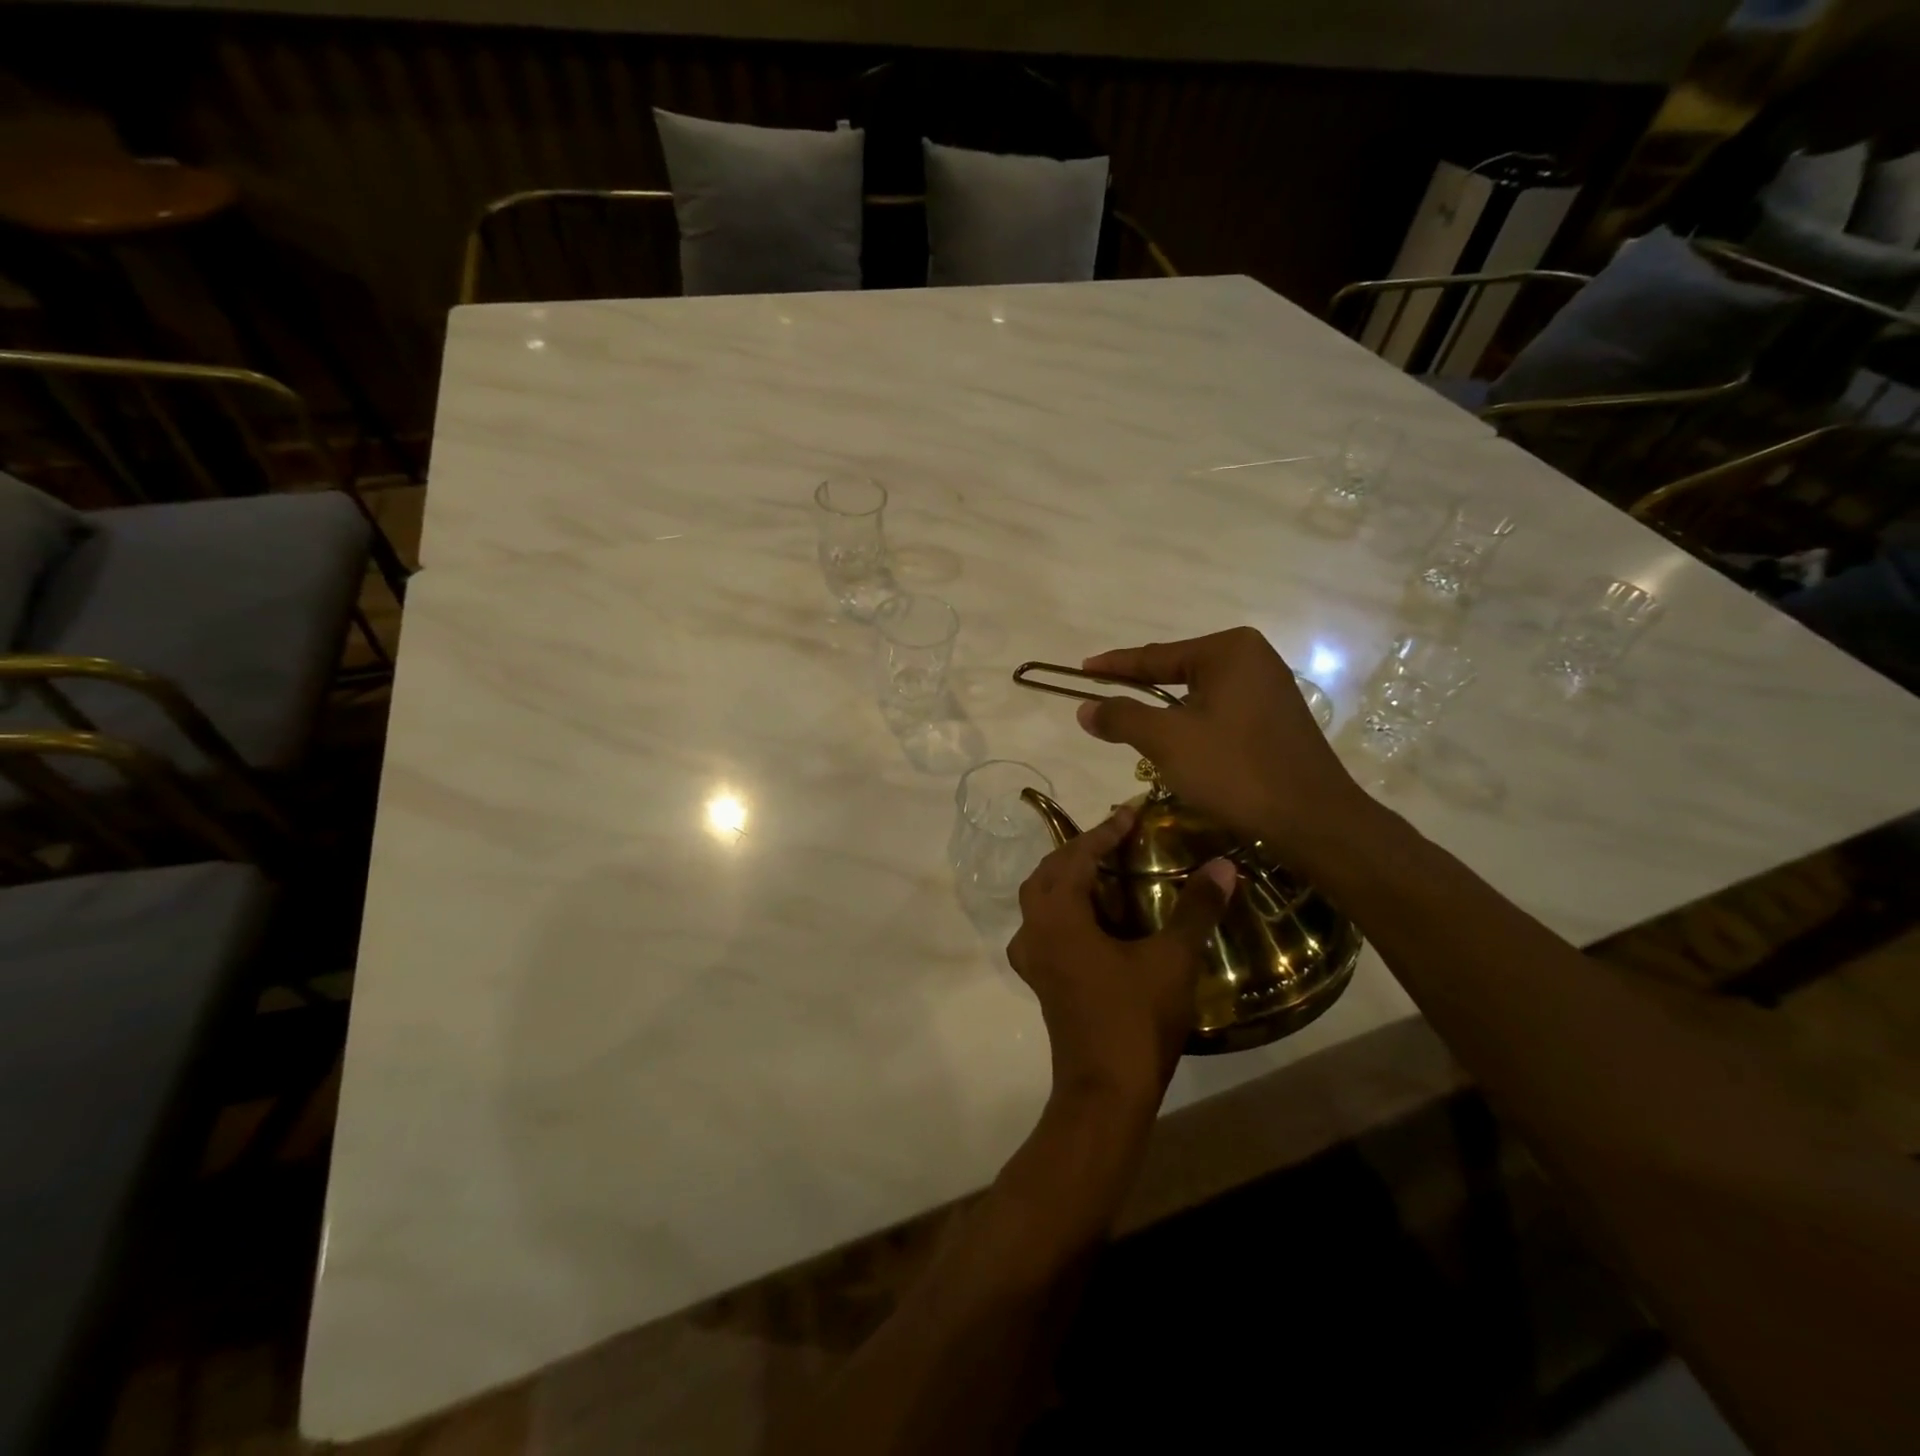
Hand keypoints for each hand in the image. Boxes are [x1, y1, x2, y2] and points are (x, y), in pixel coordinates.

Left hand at [1007, 805, 1235, 1107]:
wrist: (1105, 1092)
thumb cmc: (1135, 1020)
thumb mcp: (1171, 960)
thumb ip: (1196, 909)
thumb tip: (1224, 865)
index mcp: (1058, 916)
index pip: (1078, 856)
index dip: (1105, 831)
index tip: (1132, 812)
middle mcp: (1034, 929)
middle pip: (1050, 872)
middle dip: (1081, 849)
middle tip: (1118, 837)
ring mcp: (1032, 957)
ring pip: (1041, 899)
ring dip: (1068, 877)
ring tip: (1106, 868)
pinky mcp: (1041, 978)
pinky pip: (1045, 925)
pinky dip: (1066, 907)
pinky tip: (1094, 917)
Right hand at [1076, 627, 1369, 862]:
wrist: (1313, 820)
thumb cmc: (1236, 771)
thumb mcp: (1168, 741)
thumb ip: (1122, 717)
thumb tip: (1085, 708)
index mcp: (1228, 651)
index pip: (1155, 656)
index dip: (1114, 666)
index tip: (1080, 671)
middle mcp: (1253, 659)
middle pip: (1177, 671)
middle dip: (1139, 689)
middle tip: (1102, 700)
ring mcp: (1269, 688)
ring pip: (1198, 695)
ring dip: (1165, 712)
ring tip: (1131, 725)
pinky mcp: (1276, 718)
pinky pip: (1220, 712)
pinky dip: (1192, 724)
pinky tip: (1177, 744)